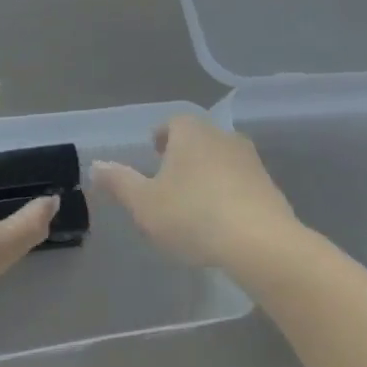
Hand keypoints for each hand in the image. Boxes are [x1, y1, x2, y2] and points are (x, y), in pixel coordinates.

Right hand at [91, 114, 296, 268]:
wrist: (260, 243)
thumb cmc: (192, 215)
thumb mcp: (143, 203)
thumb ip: (119, 182)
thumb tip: (96, 165)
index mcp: (191, 133)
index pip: (172, 123)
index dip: (161, 136)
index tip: (153, 153)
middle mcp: (223, 138)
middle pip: (199, 139)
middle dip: (183, 155)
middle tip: (168, 178)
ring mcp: (251, 162)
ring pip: (221, 160)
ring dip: (207, 174)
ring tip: (192, 202)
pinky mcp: (270, 188)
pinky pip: (240, 184)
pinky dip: (227, 194)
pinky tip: (219, 220)